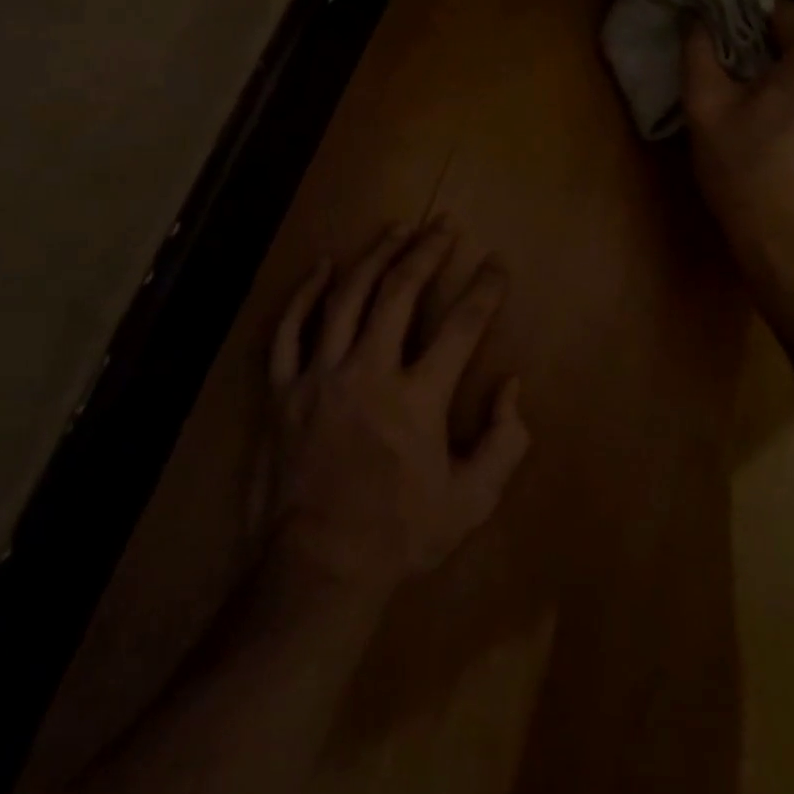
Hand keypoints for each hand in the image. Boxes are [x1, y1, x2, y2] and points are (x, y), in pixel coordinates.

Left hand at [261, 221, 530, 604]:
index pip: (461, 326)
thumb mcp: (471, 501)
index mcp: (418, 399)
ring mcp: (319, 376)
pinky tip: (324, 266)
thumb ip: (504, 442)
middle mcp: (368, 372)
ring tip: (398, 229)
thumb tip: (511, 386)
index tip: (497, 263)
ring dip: (376, 256)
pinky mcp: (282, 389)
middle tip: (445, 226)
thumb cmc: (400, 534)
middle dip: (428, 252)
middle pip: (400, 292)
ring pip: (347, 296)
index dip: (485, 289)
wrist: (319, 567)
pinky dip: (306, 293)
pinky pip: (289, 329)